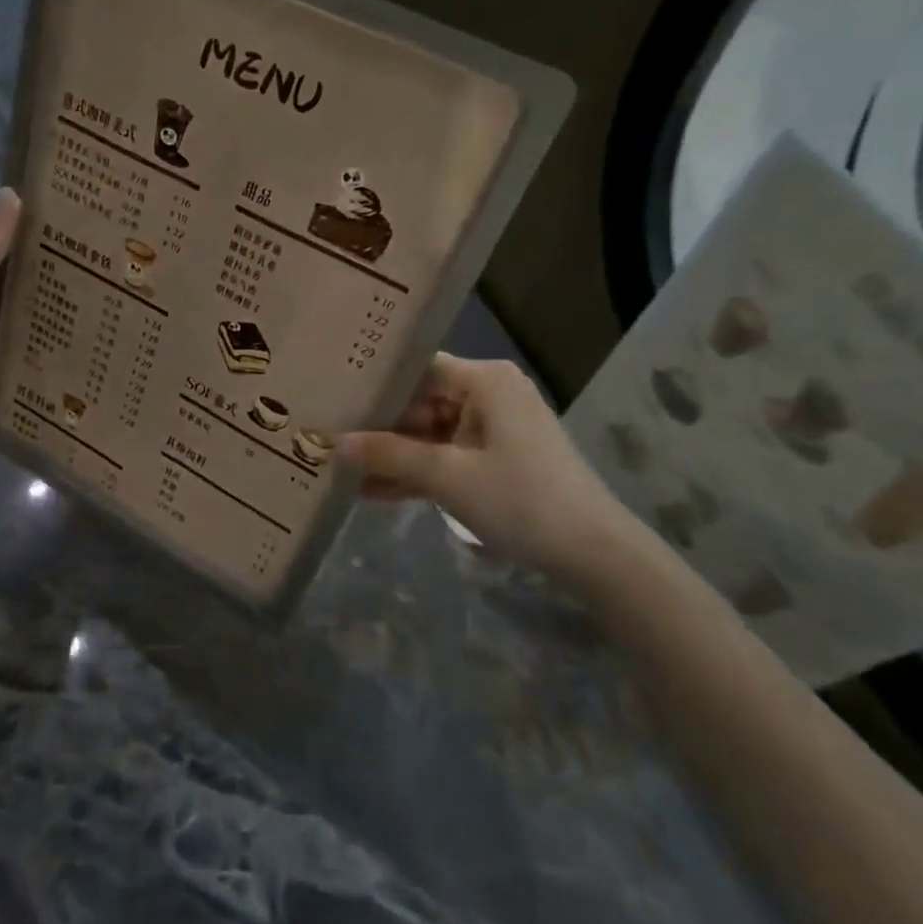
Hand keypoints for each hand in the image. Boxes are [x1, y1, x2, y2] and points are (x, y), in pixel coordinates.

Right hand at [340, 354, 640, 577]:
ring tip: (342, 472)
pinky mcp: (497, 460)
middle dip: (379, 430)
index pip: (417, 369)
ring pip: (430, 435)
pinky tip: (374, 492)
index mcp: (484, 381)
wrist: (594, 554)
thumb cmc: (520, 499)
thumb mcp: (447, 476)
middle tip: (329, 441)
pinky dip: (418, 473)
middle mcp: (489, 395)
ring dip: (394, 457)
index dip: (376, 386)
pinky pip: (447, 457)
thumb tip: (335, 443)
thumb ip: (389, 456)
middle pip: (420, 403)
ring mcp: (495, 429)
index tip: (334, 401)